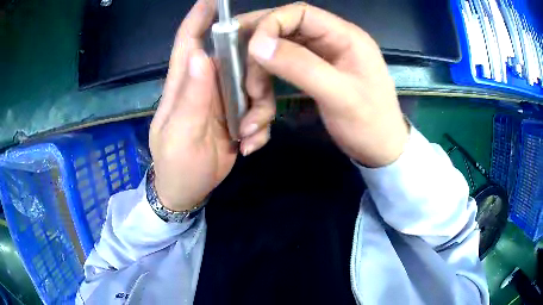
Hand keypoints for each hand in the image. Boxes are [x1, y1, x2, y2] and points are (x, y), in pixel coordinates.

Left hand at [149, 0, 242, 210]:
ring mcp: (221, 101)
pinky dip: (259, 127)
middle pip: (232, 58)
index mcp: (184, 83)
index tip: (214, 0)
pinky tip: (250, 146)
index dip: (198, 17)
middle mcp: (204, 85)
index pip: (188, 41)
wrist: (187, 192)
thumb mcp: (182, 133)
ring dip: (259, 110)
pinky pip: (256, 110)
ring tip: (250, 136)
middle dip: (250, 70)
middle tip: (256, 94)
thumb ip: (191, 96)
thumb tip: (200, 54)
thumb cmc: (177, 165)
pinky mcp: (235, 116)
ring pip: (252, 86)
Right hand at [238, 3, 408, 166]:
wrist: (381, 150)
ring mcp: (321, 57)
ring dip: (259, 76)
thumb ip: (300, 66)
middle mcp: (330, 40)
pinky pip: (281, 71)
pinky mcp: (313, 74)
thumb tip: (257, 45)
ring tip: (254, 105)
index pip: (299, 13)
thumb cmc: (370, 125)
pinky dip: (266, 88)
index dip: (270, 24)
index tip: (250, 50)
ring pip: (278, 52)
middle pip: (283, 31)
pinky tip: (260, 110)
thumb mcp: (339, 96)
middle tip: (243, 80)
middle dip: (259, 53)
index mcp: (344, 36)